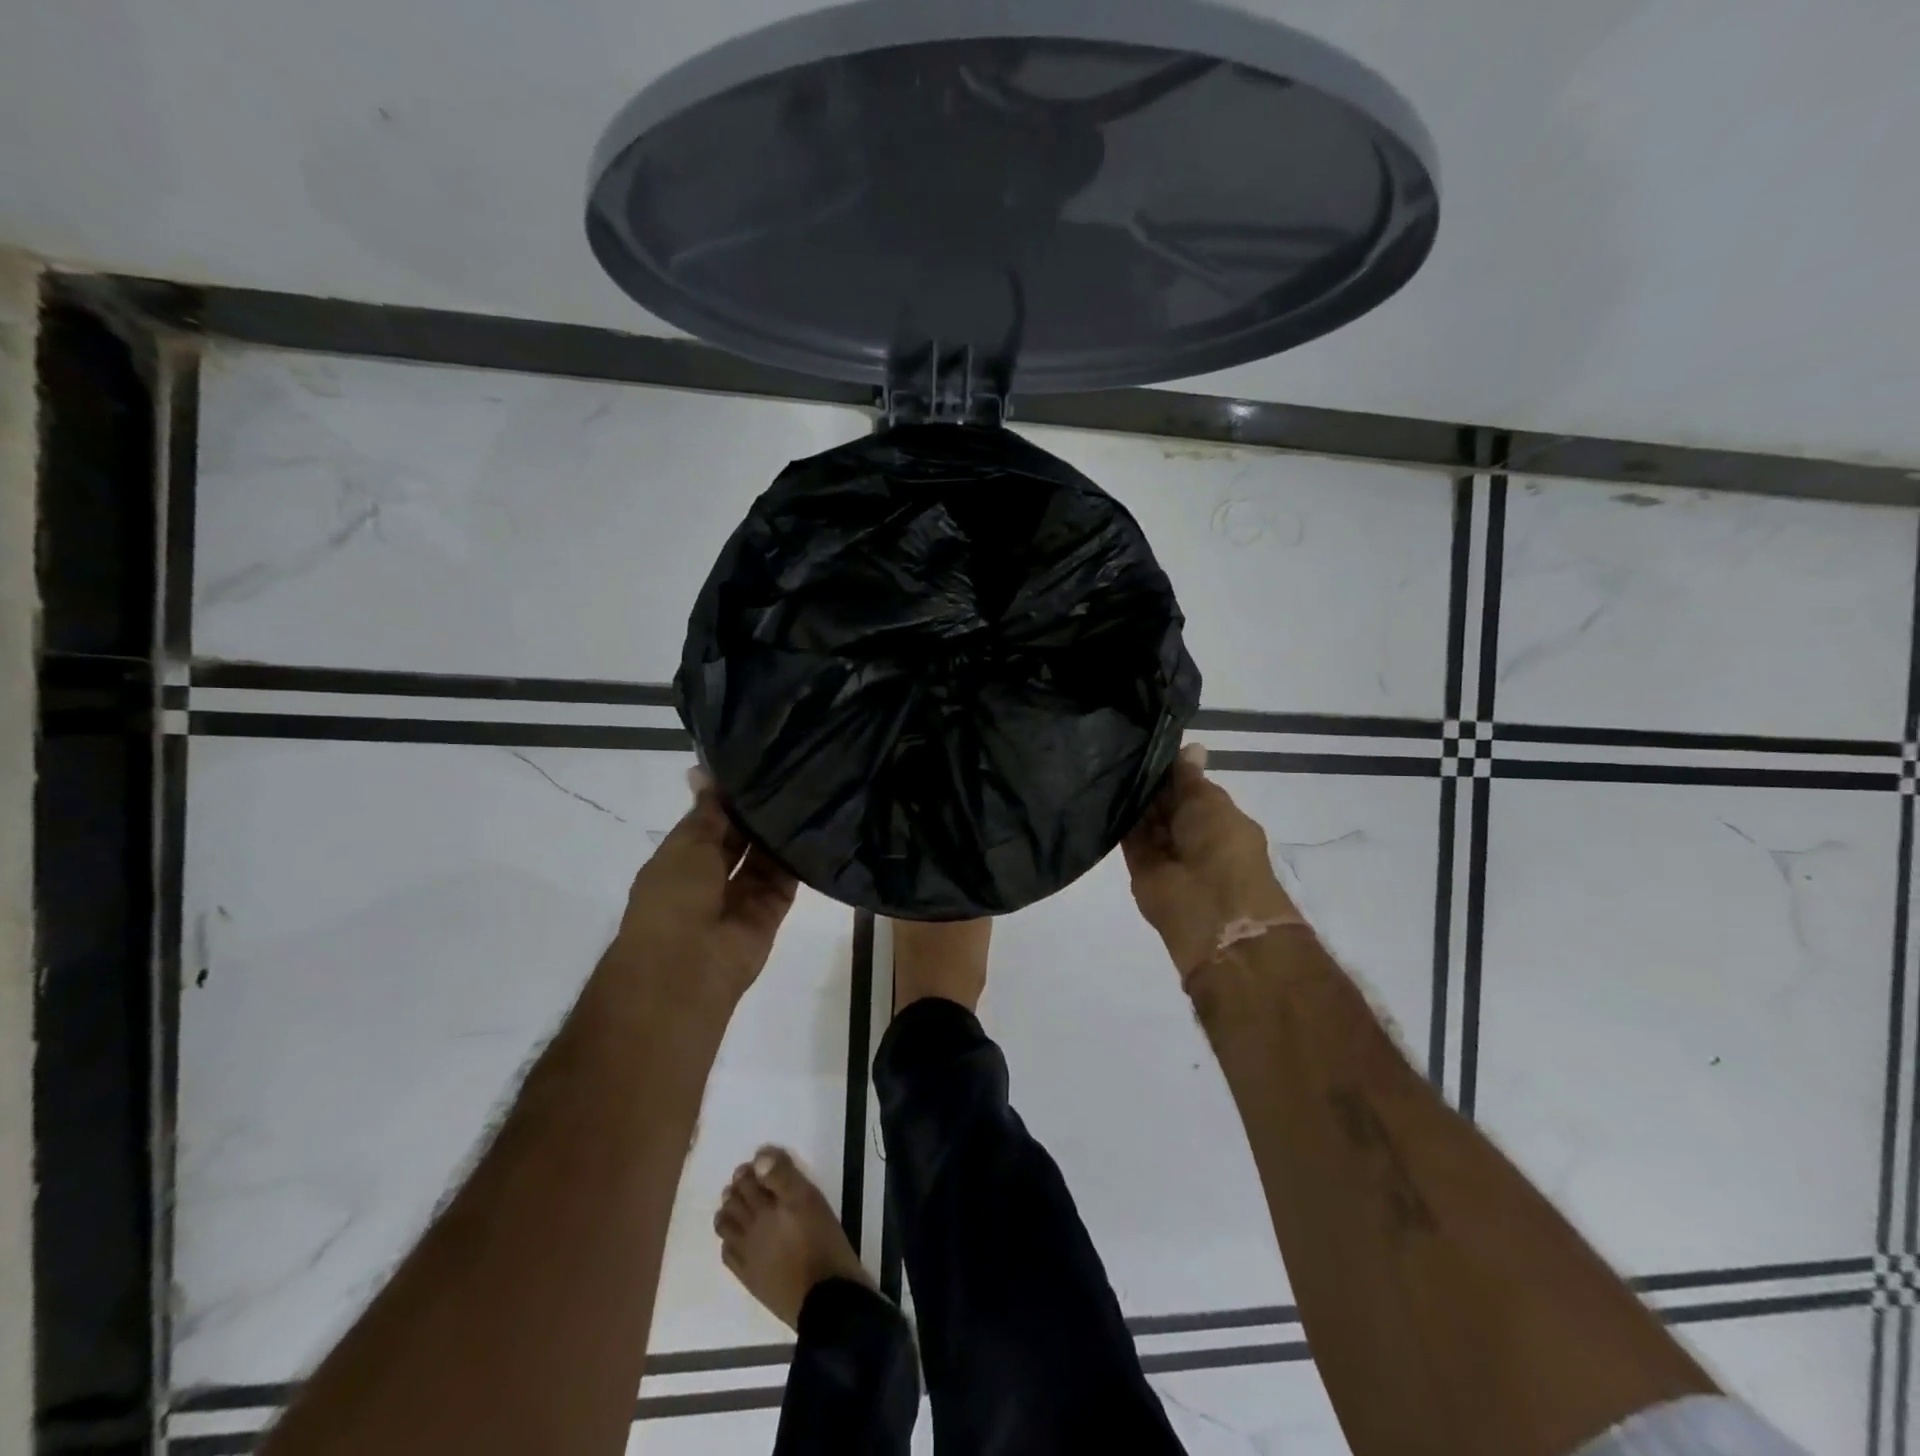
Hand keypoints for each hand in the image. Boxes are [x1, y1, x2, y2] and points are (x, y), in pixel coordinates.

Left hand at [613, 772, 798, 1006]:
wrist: (688, 967)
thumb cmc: (674, 898)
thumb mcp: (686, 844)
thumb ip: (707, 811)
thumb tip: (704, 771)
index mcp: (682, 859)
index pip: (710, 820)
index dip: (728, 795)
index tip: (755, 761)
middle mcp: (712, 875)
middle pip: (740, 836)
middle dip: (757, 811)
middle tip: (789, 770)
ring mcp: (743, 894)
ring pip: (765, 855)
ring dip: (779, 830)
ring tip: (807, 789)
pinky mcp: (772, 909)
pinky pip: (787, 877)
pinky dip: (798, 855)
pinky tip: (817, 822)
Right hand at [1122, 745, 1303, 985]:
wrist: (1212, 911)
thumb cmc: (1223, 848)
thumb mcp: (1210, 802)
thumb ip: (1189, 778)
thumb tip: (1192, 745)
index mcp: (1216, 817)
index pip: (1188, 786)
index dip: (1170, 767)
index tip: (1145, 741)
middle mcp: (1190, 833)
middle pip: (1164, 802)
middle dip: (1148, 781)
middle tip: (1119, 745)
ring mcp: (1165, 852)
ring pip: (1144, 818)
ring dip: (1131, 797)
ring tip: (1106, 760)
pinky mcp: (1139, 867)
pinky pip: (1127, 837)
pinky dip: (1117, 818)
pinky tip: (1101, 789)